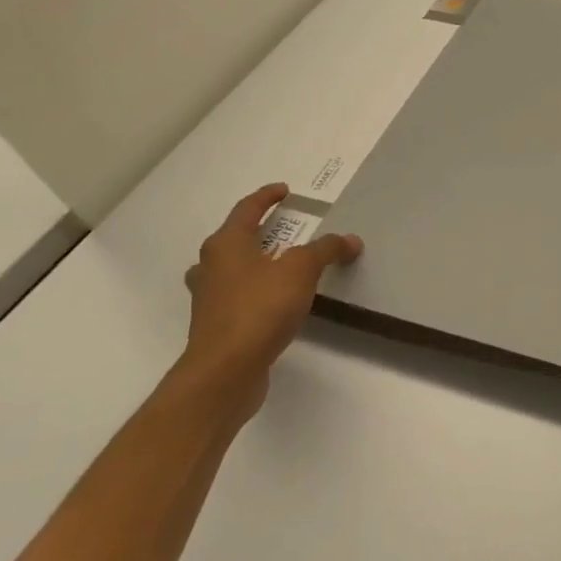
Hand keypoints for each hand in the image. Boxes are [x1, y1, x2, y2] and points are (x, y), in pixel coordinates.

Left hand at [172, 184, 362, 419]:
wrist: (226, 370)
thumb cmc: (260, 308)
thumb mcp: (301, 270)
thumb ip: (326, 250)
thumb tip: (350, 240)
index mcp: (226, 245)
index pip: (246, 209)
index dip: (266, 197)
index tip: (284, 190)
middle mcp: (210, 267)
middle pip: (233, 239)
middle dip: (258, 231)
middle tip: (286, 229)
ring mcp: (210, 299)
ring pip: (232, 270)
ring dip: (255, 263)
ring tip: (280, 265)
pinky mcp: (217, 326)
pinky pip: (238, 297)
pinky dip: (257, 291)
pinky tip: (276, 301)